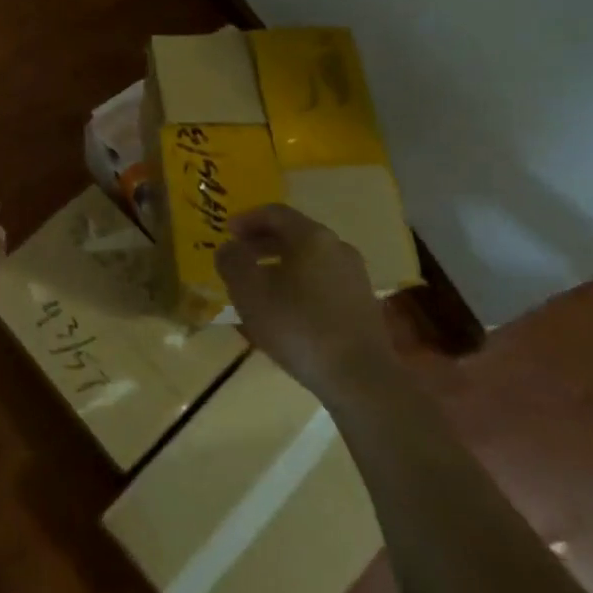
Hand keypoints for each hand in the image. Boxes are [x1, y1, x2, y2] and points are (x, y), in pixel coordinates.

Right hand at [217, 204, 395, 395]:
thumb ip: (232, 262)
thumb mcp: (249, 292)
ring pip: (310, 260)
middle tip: (240, 258)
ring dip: (281, 265)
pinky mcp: (363, 305)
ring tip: (260, 287)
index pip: (275, 213)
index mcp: (312, 236)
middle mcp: (338, 248)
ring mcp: (355, 277)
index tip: (228, 233)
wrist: (360, 379)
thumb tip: (228, 248)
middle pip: (295, 234)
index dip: (247, 219)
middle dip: (263, 243)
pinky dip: (300, 285)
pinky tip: (287, 311)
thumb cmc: (298, 326)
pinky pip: (324, 282)